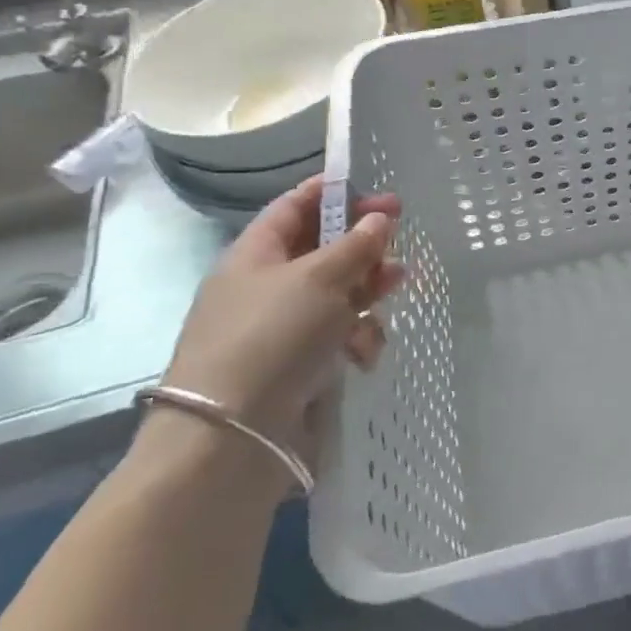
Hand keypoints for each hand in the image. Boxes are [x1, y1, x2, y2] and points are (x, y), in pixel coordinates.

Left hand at [161, 178, 404, 464]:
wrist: (231, 437)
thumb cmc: (272, 337)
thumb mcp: (319, 279)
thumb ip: (356, 245)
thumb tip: (379, 219)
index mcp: (255, 255)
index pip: (295, 207)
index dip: (336, 194)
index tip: (379, 192)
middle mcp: (264, 288)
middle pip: (322, 251)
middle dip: (362, 246)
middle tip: (398, 242)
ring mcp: (280, 330)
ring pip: (336, 295)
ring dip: (367, 290)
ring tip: (395, 287)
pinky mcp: (296, 368)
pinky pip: (336, 338)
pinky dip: (356, 338)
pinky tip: (365, 352)